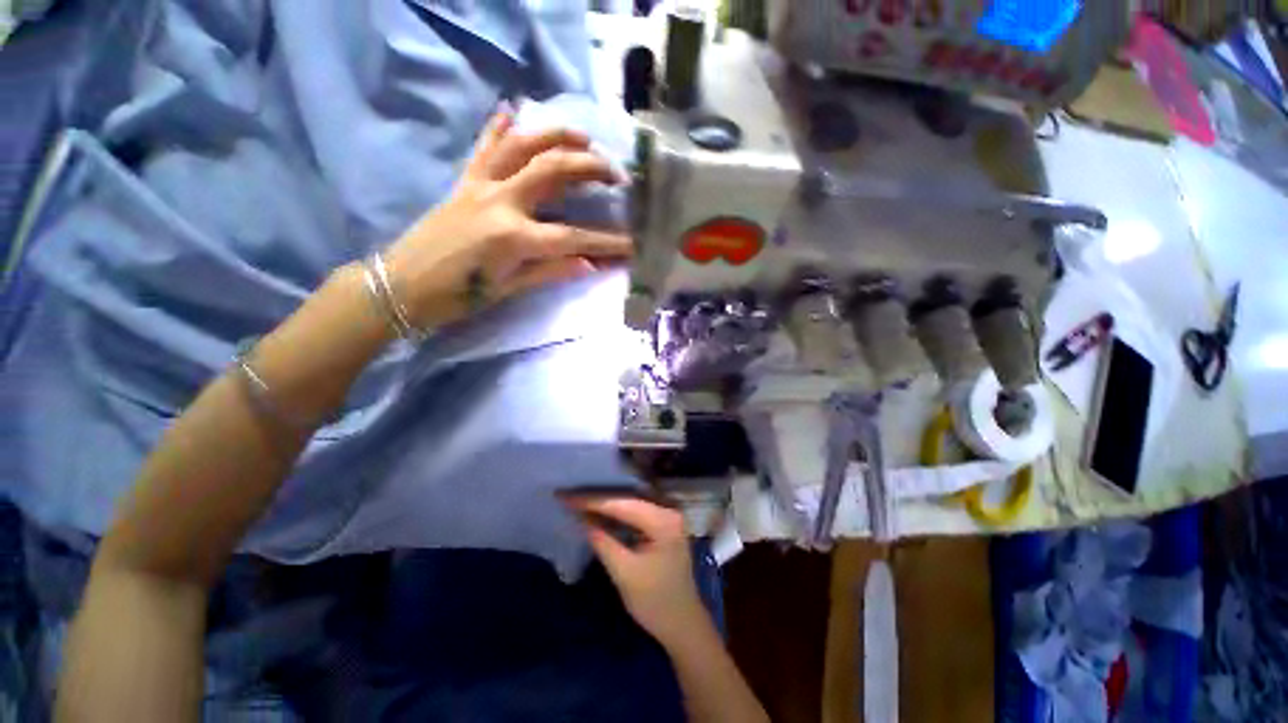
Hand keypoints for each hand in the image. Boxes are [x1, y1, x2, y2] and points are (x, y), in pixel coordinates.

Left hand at [383, 107, 631, 329]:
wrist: (400, 285)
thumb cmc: (458, 297)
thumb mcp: (509, 290)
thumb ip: (551, 271)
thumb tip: (590, 264)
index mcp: (514, 237)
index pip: (574, 237)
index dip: (607, 243)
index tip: (633, 243)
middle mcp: (500, 201)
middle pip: (554, 170)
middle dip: (591, 167)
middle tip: (617, 174)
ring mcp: (480, 185)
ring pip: (522, 145)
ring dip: (555, 135)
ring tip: (583, 136)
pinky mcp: (463, 181)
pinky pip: (484, 147)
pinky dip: (499, 126)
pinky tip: (513, 110)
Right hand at [568, 497, 711, 645]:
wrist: (683, 625)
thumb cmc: (655, 603)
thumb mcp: (624, 573)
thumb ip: (603, 542)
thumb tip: (581, 519)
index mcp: (663, 520)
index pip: (622, 505)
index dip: (592, 501)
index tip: (566, 497)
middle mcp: (668, 511)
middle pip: (627, 499)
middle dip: (597, 499)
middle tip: (569, 497)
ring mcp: (667, 517)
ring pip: (630, 504)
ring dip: (605, 505)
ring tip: (578, 501)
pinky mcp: (663, 526)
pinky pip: (635, 513)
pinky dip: (616, 514)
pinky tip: (597, 513)